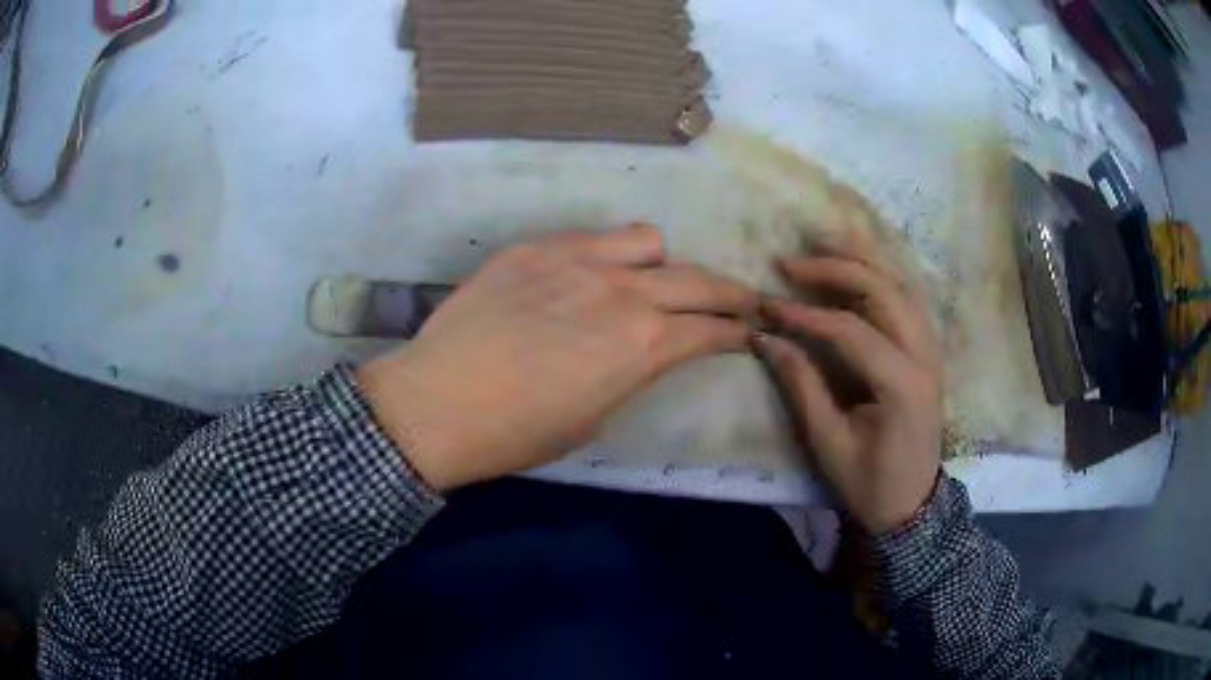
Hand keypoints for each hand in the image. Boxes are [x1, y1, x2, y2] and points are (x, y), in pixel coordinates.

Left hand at [358, 224, 757, 491]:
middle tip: (739, 301)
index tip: (745, 333)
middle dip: (729, 293)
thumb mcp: (596, 418)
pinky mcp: (537, 247)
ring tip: (649, 282)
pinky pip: (591, 237)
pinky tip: (588, 277)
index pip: (711, 329)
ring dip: (661, 264)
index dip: (736, 332)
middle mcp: (622, 291)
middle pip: (698, 278)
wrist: (437, 403)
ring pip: (647, 240)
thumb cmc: (518, 433)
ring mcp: (577, 259)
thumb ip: (635, 373)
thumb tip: (650, 352)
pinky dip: (607, 256)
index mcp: (642, 345)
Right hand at [753, 232, 941, 533]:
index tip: (767, 306)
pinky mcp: (928, 349)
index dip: (805, 313)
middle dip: (836, 267)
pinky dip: (880, 274)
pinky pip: (907, 297)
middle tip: (791, 262)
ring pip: (901, 283)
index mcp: (902, 385)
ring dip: (862, 258)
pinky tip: (856, 265)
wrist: (913, 504)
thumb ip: (802, 386)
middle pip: (884, 289)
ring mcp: (932, 349)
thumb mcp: (829, 444)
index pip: (851, 329)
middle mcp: (924, 355)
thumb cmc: (870, 483)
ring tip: (821, 242)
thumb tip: (766, 338)